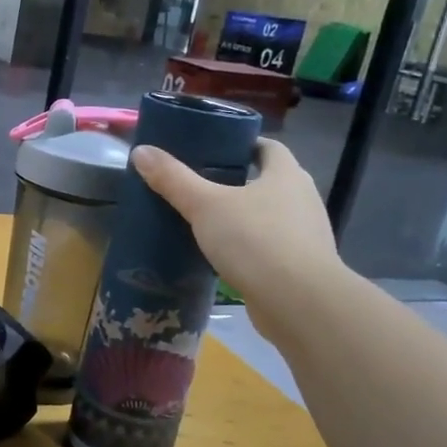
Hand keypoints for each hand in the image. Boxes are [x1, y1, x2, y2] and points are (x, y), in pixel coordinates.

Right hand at [132, 139, 345, 336]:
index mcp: (286, 175)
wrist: (298, 302)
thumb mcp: (205, 205)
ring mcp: (305, 235)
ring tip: (205, 221)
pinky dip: (247, 247)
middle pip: (268, 181)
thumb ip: (173, 179)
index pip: (268, 147)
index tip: (214, 149)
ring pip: (268, 216)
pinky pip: (269, 247)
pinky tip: (221, 256)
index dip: (242, 144)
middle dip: (237, 181)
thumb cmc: (255, 240)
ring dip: (243, 217)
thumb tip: (141, 151)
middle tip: (199, 185)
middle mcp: (302, 199)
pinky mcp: (299, 267)